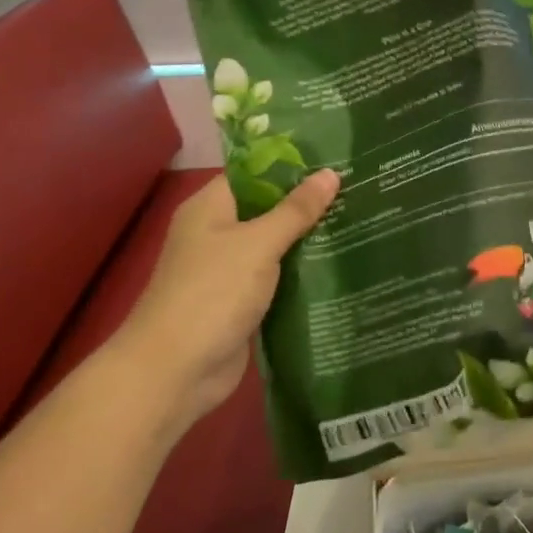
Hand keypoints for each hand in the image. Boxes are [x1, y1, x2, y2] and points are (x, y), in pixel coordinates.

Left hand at [114, 169, 340, 426]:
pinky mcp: (241, 301)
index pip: (254, 172)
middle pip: (267, 208)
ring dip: (308, 239)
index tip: (335, 159)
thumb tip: (331, 173)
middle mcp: (217, 232)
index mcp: (211, 207)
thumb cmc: (212, 293)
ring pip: (275, 244)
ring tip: (357, 220)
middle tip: (356, 190)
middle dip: (307, 203)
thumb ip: (296, 210)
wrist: (174, 373)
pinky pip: (276, 277)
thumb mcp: (259, 244)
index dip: (292, 165)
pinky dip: (301, 272)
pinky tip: (338, 263)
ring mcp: (228, 269)